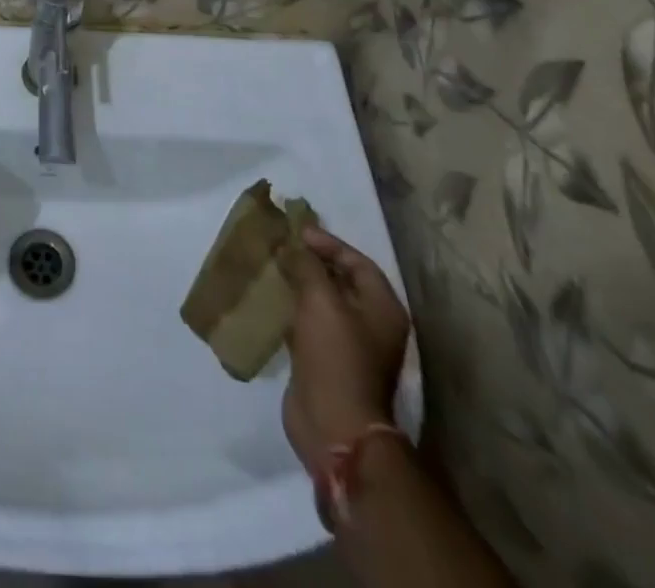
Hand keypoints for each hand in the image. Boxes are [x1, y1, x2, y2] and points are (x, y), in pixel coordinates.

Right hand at [282, 226, 408, 473]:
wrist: (333, 423)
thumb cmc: (335, 355)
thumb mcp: (320, 300)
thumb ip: (307, 266)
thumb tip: (294, 246)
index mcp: (382, 308)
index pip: (358, 262)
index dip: (329, 243)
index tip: (297, 232)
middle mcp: (372, 325)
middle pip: (343, 281)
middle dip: (313, 262)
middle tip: (283, 245)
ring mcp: (350, 346)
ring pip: (324, 303)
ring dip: (300, 284)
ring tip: (273, 266)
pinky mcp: (327, 362)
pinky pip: (310, 324)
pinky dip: (293, 309)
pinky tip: (272, 299)